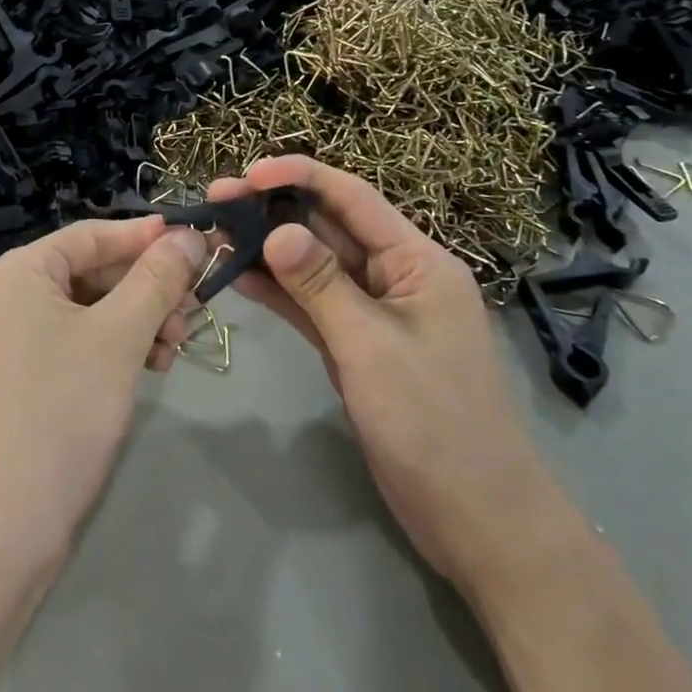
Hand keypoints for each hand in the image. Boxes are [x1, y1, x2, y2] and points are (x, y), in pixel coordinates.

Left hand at [0, 218, 206, 560]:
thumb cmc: (60, 412)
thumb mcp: (119, 336)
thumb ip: (157, 279)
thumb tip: (189, 235)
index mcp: (16, 272)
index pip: (92, 234)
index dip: (147, 237)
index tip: (197, 243)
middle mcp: (6, 296)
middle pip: (92, 272)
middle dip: (147, 287)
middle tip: (196, 306)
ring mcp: (9, 340)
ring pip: (89, 310)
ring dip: (138, 320)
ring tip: (177, 344)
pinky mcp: (20, 378)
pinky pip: (76, 342)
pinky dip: (115, 348)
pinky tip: (152, 365)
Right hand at [209, 157, 544, 588]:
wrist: (477, 519)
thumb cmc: (434, 424)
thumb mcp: (371, 347)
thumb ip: (321, 285)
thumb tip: (275, 230)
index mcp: (418, 261)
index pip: (354, 198)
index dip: (300, 177)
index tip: (247, 173)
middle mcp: (396, 275)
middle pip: (330, 228)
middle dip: (274, 211)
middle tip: (215, 201)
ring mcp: (375, 312)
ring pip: (316, 266)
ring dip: (269, 250)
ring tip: (216, 234)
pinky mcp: (357, 344)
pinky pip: (313, 304)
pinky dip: (279, 291)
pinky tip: (239, 276)